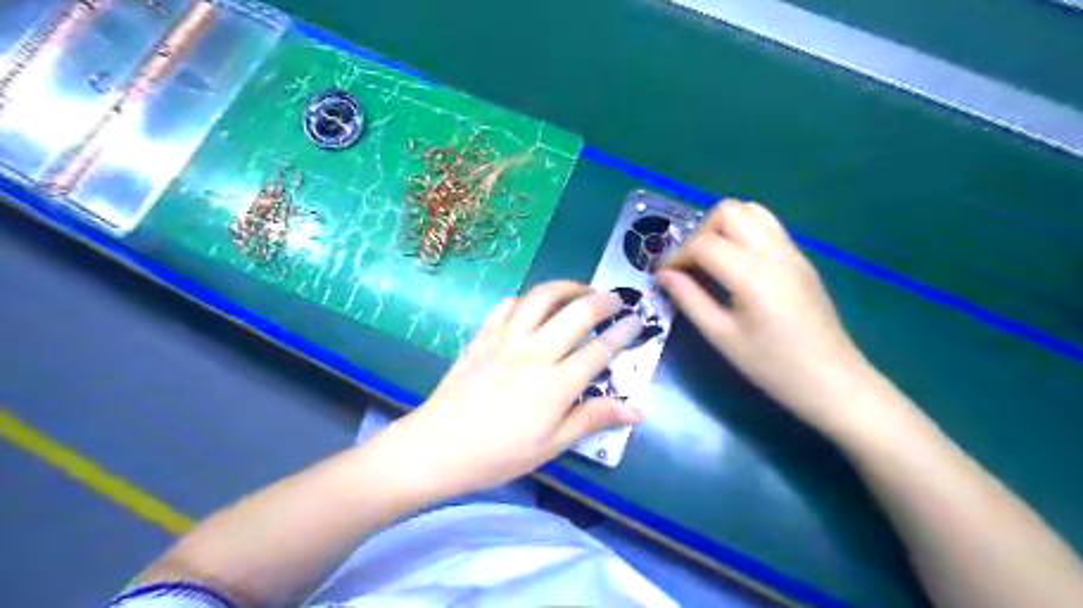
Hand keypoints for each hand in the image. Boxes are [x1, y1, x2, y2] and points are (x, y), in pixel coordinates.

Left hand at [389, 281, 641, 497]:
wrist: (437, 447)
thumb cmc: (498, 454)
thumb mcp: (550, 446)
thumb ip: (592, 419)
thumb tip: (636, 410)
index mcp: (555, 385)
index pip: (599, 350)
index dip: (623, 333)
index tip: (637, 321)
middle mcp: (534, 353)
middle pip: (576, 313)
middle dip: (602, 301)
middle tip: (616, 299)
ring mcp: (505, 340)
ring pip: (541, 298)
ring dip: (566, 287)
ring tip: (581, 289)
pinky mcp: (482, 336)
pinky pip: (507, 305)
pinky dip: (527, 299)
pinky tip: (534, 304)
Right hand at [650, 200, 869, 432]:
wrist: (832, 381)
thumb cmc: (772, 366)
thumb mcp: (722, 336)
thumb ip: (689, 299)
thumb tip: (663, 275)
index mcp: (752, 273)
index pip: (703, 243)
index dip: (676, 256)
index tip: (663, 277)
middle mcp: (773, 251)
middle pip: (728, 211)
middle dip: (700, 232)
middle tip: (691, 266)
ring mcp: (791, 251)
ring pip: (751, 210)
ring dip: (724, 227)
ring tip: (713, 261)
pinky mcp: (801, 259)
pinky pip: (767, 226)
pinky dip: (743, 233)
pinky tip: (737, 266)